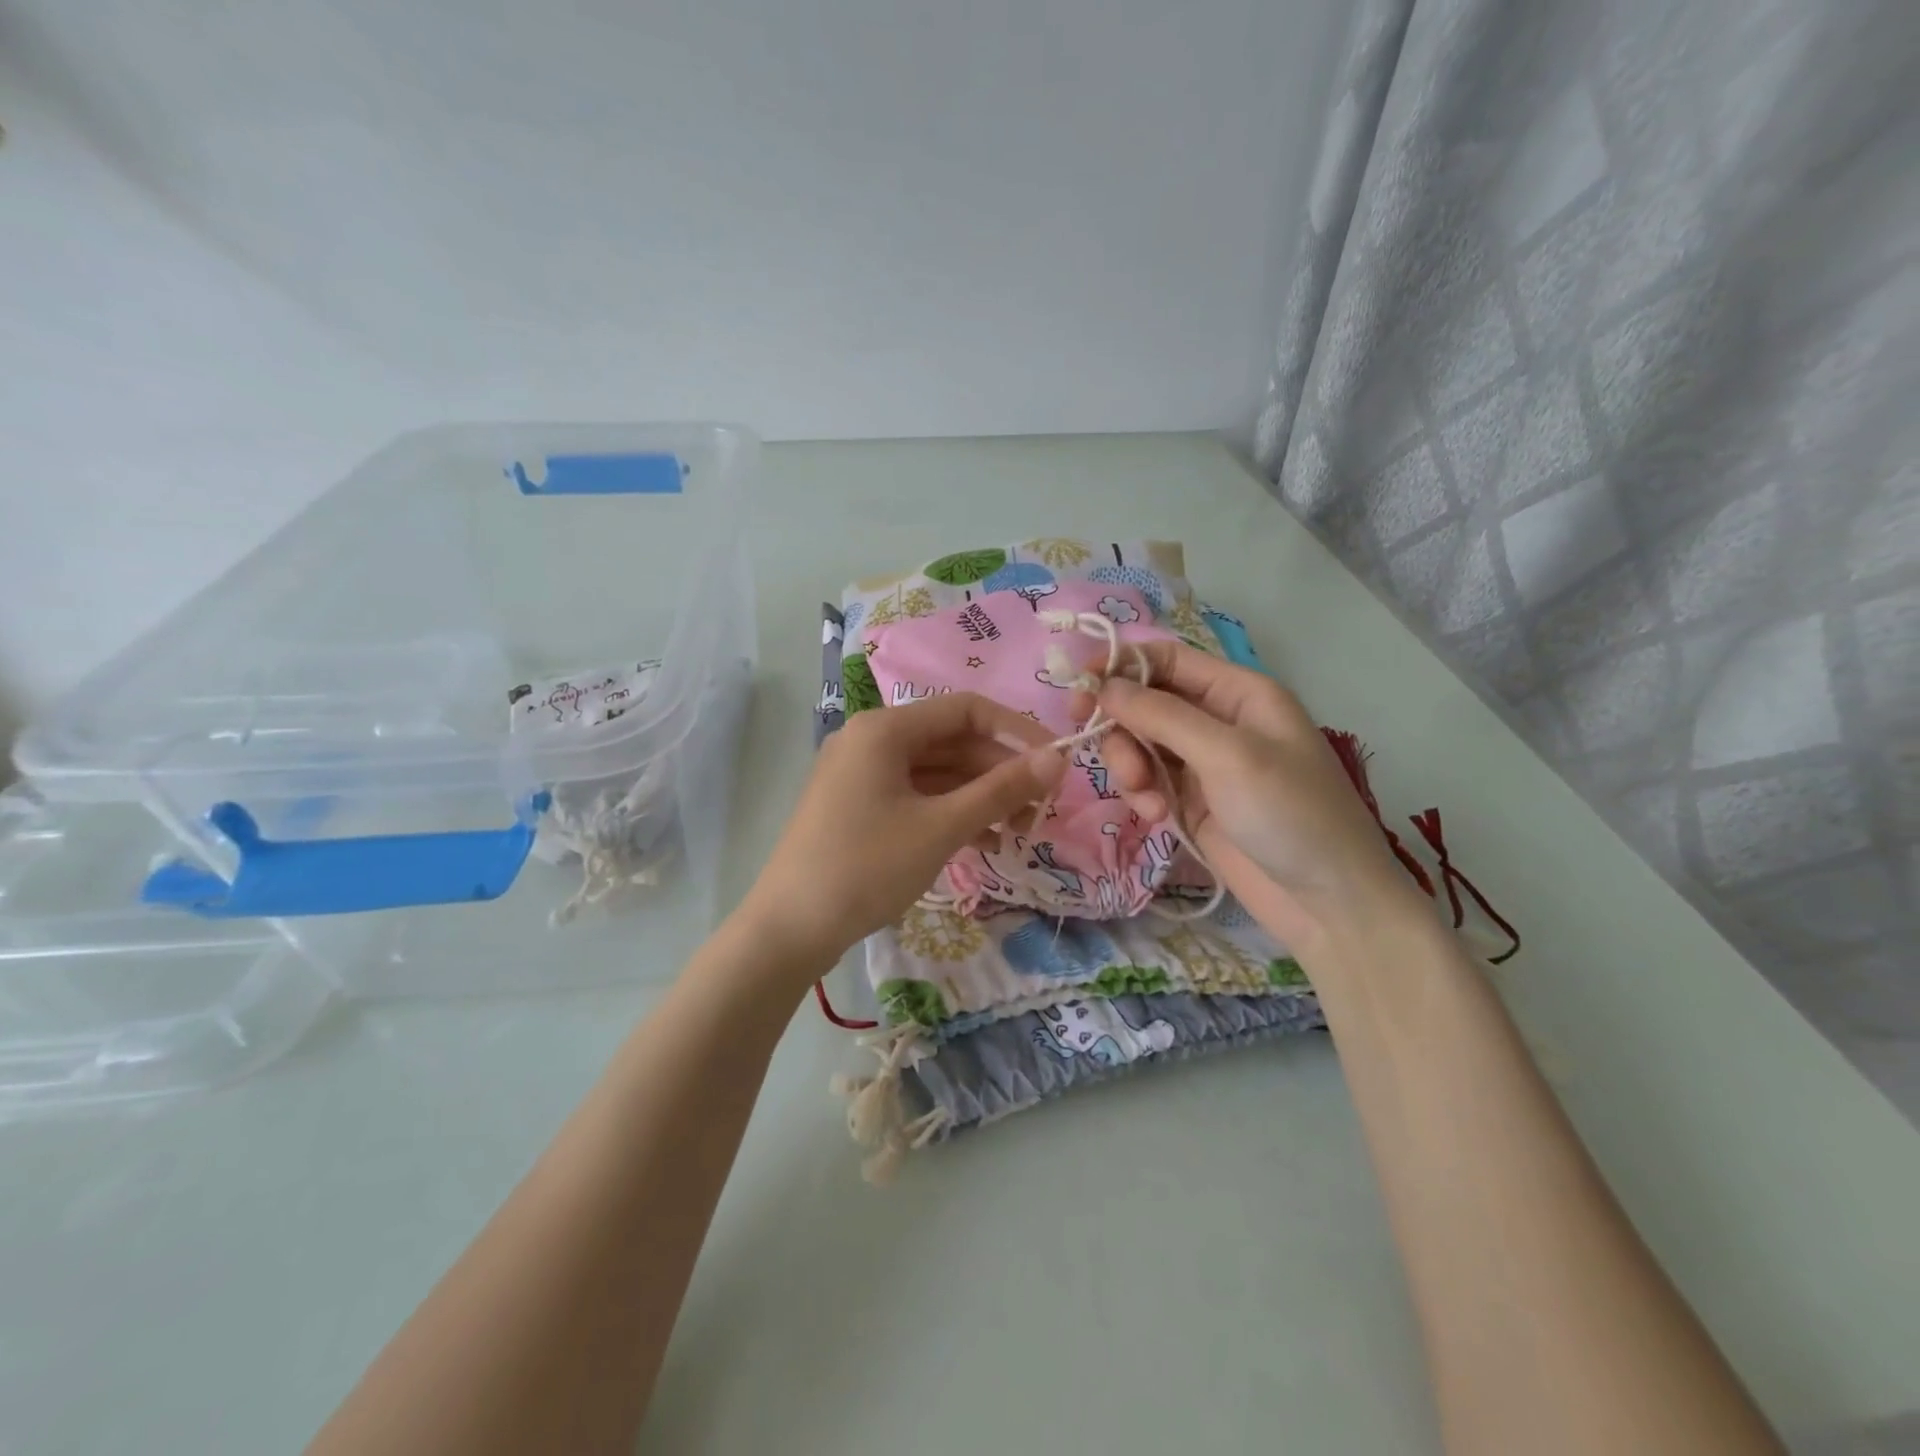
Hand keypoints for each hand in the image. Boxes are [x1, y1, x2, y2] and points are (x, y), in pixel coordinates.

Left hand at [743, 693, 1064, 972]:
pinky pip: (916, 796)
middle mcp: (871, 740)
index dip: (1017, 731)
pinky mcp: (859, 806)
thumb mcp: (942, 827)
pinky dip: (950, 813)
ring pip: (936, 772)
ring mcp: (862, 774)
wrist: (789, 929)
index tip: (1057, 761)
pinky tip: (984, 842)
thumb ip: (1001, 790)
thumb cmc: (867, 867)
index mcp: (885, 729)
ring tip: (1020, 832)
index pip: (967, 709)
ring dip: (980, 797)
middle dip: (1000, 772)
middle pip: (952, 742)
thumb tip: (1057, 759)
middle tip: (1041, 808)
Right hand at [1087, 642, 1418, 954]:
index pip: (1166, 660)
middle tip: (1090, 741)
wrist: (1327, 902)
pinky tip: (1155, 816)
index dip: (1120, 665)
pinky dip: (1141, 794)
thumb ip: (1162, 715)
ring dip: (1128, 763)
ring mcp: (1202, 764)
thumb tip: (1104, 685)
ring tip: (1143, 795)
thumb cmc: (1289, 813)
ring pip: (1139, 743)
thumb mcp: (1228, 754)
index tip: (1079, 685)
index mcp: (1238, 693)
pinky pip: (1147, 781)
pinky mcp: (1190, 802)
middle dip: (1120, 723)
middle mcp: (1217, 721)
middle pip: (1145, 702)